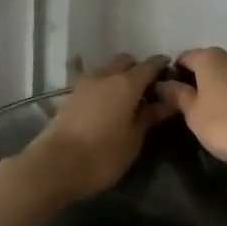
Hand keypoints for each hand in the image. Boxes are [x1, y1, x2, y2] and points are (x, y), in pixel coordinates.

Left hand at [21, 53, 170, 203]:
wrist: (56, 164)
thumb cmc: (103, 155)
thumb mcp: (134, 140)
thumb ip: (149, 117)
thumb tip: (167, 102)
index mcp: (127, 83)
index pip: (150, 64)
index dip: (161, 66)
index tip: (170, 73)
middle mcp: (106, 75)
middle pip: (126, 61)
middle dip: (137, 69)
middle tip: (146, 89)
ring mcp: (84, 83)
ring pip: (106, 69)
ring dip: (117, 76)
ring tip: (124, 98)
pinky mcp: (69, 94)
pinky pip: (90, 80)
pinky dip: (100, 85)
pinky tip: (102, 101)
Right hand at [155, 48, 226, 171]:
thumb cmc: (225, 124)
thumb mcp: (192, 113)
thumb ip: (176, 95)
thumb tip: (163, 83)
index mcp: (209, 57)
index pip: (182, 58)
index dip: (172, 75)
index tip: (167, 97)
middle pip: (205, 64)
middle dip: (194, 81)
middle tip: (186, 108)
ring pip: (224, 74)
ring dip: (214, 88)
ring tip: (209, 114)